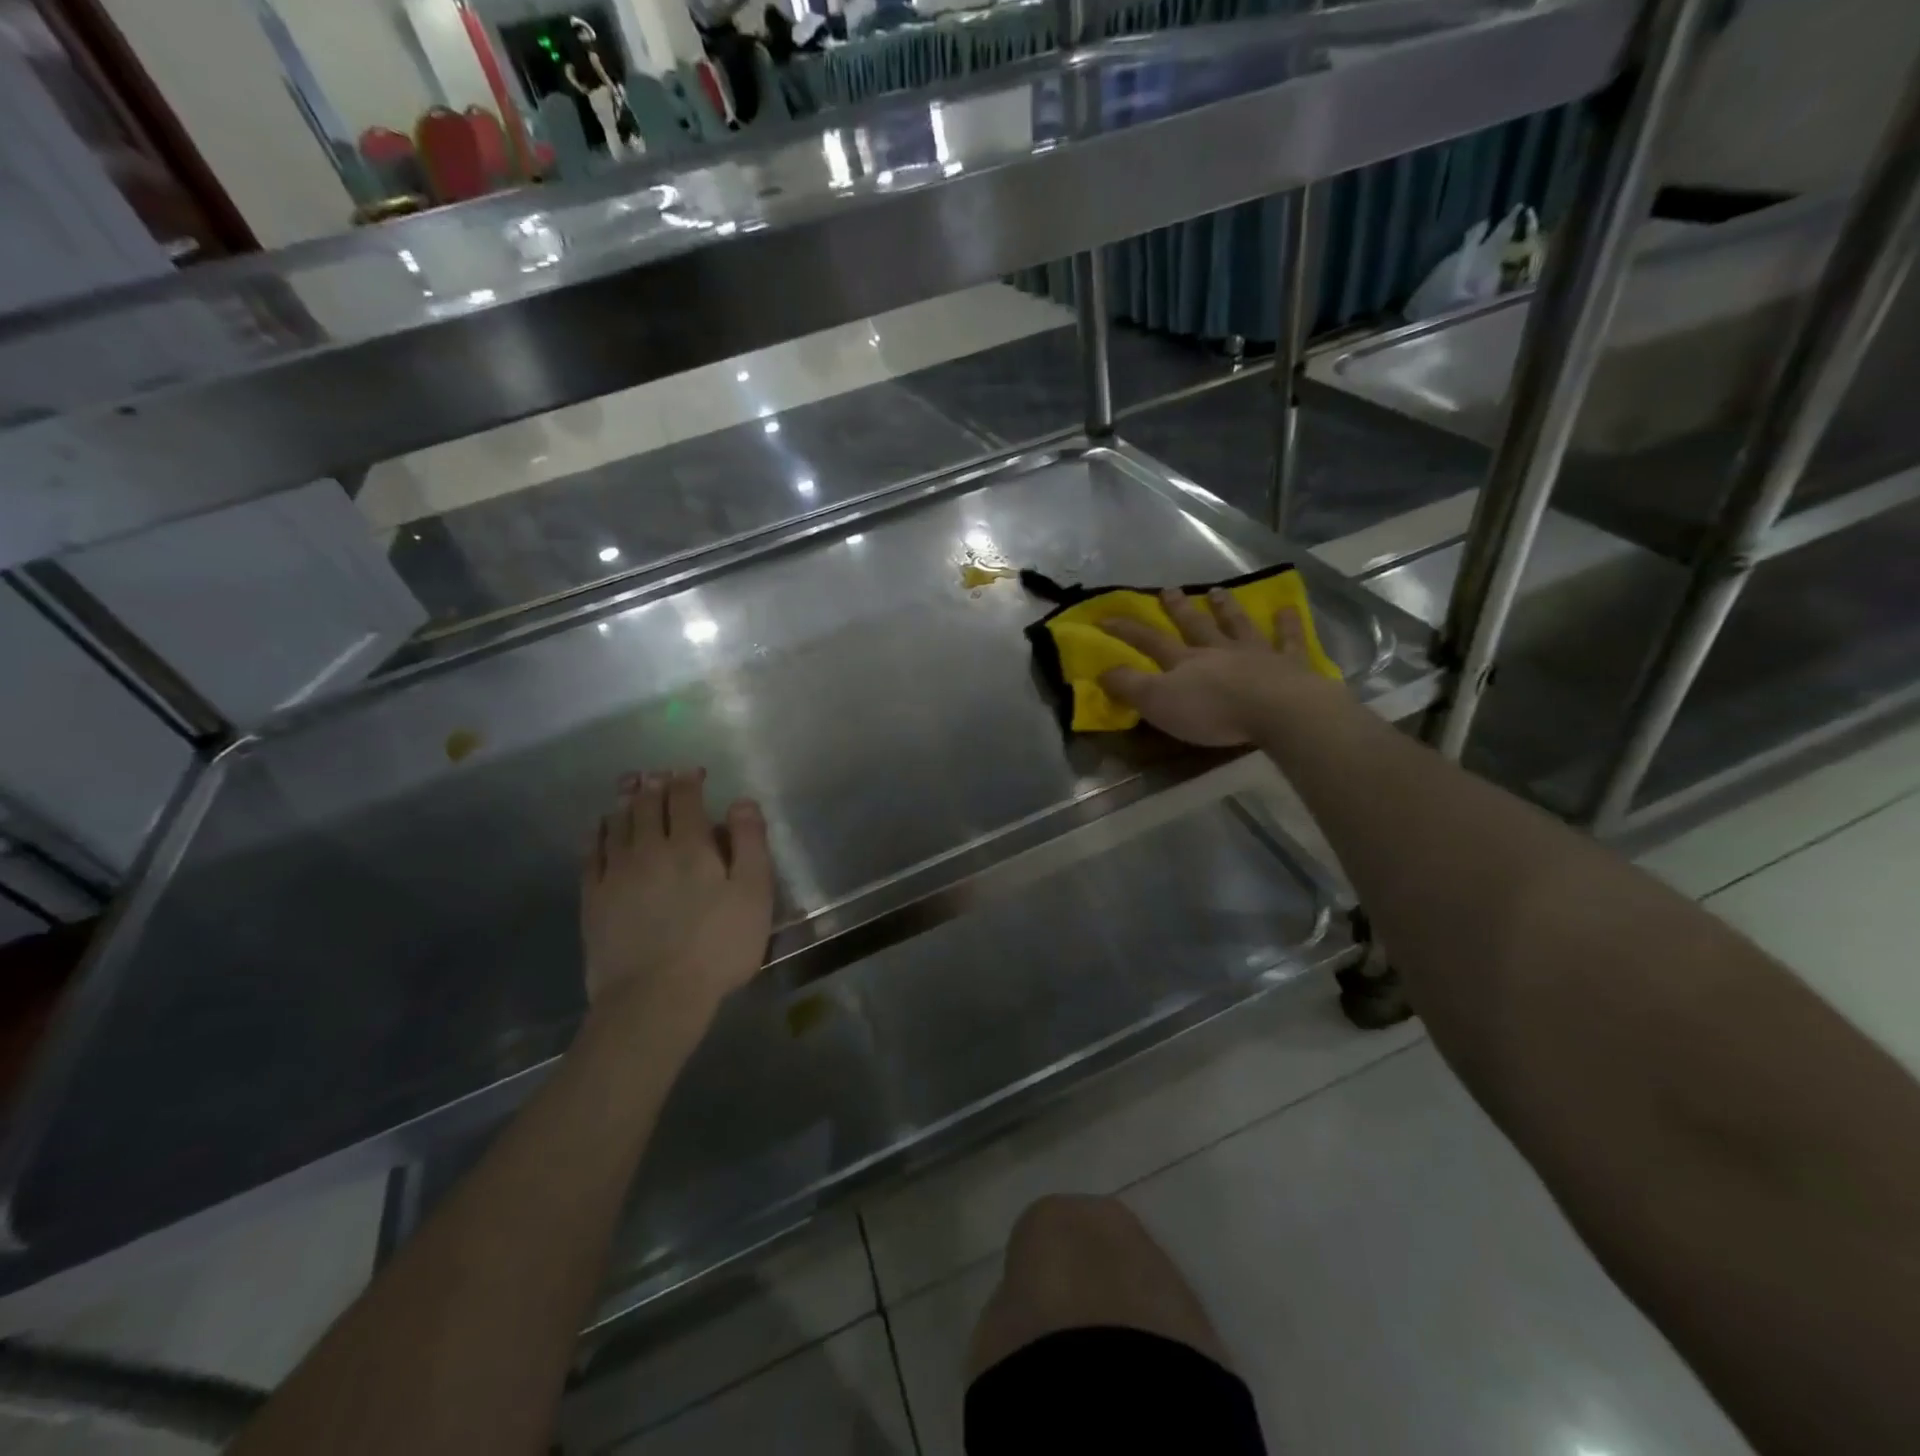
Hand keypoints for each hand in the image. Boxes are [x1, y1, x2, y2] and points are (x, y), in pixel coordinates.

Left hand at [581, 769, 774, 1033]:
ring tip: (629, 788)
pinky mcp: (593, 898)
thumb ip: (750, 843)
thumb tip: (740, 802)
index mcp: (690, 845)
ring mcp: (615, 872)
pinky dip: (598, 832)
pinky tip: (600, 828)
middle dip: (654, 784)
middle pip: (646, 804)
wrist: (654, 998)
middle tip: (657, 774)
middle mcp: (648, 848)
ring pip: (617, 823)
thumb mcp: (753, 894)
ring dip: (625, 801)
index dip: (688, 779)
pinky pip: (591, 852)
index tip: (693, 772)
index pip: (685, 798)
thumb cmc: (717, 946)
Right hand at [1100, 587, 1338, 746]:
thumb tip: (1102, 670)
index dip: (1126, 630)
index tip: (1106, 617)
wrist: (1275, 710)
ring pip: (1236, 625)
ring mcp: (1255, 654)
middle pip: (1195, 626)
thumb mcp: (1158, 702)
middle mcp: (1218, 651)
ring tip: (1218, 591)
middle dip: (1179, 609)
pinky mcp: (1289, 665)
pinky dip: (1286, 625)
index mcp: (1185, 662)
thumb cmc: (1212, 710)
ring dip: (1226, 608)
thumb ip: (1129, 686)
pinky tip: (1287, 609)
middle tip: (1169, 589)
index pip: (1149, 641)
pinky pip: (1288, 640)